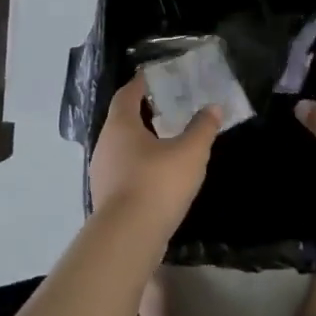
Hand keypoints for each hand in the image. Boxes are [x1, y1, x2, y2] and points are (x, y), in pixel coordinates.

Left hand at [90, 74, 221, 240]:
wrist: (128, 239)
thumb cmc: (157, 184)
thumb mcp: (190, 153)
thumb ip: (202, 128)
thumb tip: (213, 108)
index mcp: (121, 125)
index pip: (126, 95)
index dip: (139, 84)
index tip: (153, 77)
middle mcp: (105, 145)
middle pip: (122, 121)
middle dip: (142, 113)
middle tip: (166, 108)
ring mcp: (102, 173)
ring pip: (122, 148)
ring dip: (141, 142)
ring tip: (166, 142)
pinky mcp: (106, 198)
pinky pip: (123, 171)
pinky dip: (139, 166)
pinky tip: (158, 175)